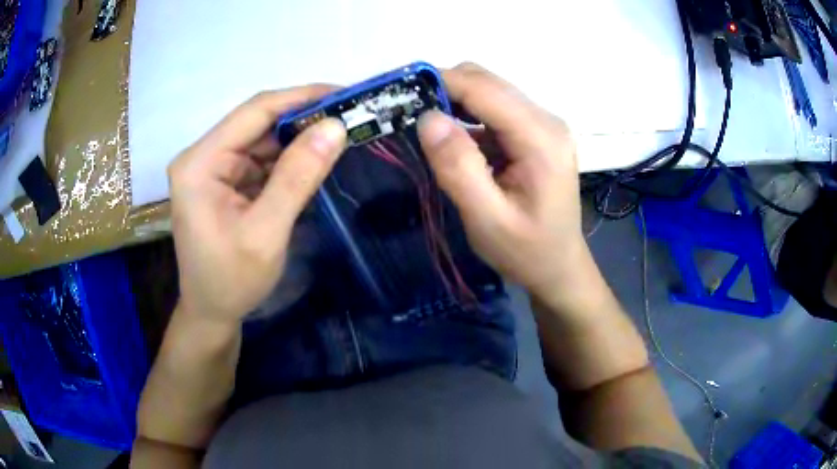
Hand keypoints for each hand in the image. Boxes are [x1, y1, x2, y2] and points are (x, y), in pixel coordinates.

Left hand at [169, 87, 346, 322]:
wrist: (212, 312)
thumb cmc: (231, 281)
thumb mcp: (266, 232)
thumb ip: (298, 177)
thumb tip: (335, 127)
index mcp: (200, 163)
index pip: (254, 112)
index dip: (301, 98)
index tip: (344, 94)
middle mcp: (203, 157)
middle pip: (258, 122)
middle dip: (303, 120)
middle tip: (350, 117)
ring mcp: (214, 168)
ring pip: (263, 140)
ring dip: (299, 140)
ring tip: (339, 139)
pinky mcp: (225, 181)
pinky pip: (261, 160)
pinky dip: (289, 161)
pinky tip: (314, 163)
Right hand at [417, 63, 585, 298]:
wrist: (557, 266)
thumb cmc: (525, 251)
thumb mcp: (487, 219)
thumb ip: (458, 168)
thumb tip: (428, 118)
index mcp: (541, 138)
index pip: (484, 89)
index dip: (440, 83)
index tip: (400, 95)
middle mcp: (546, 120)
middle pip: (487, 82)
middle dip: (444, 90)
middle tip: (408, 116)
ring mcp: (542, 124)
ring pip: (488, 91)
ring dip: (454, 102)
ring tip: (427, 130)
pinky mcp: (534, 132)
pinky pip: (493, 110)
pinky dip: (467, 116)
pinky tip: (454, 142)